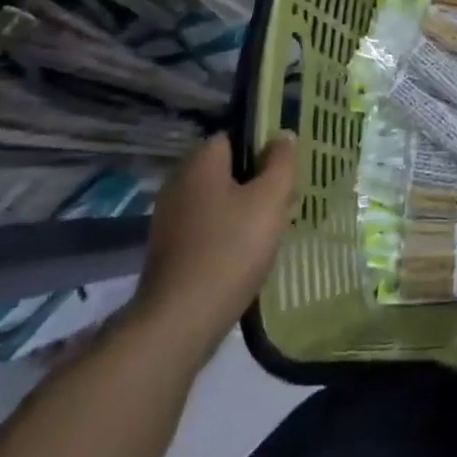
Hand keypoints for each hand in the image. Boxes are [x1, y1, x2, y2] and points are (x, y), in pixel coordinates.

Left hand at [131, 132, 297, 347]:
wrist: (180, 321)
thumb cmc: (231, 249)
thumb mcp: (270, 199)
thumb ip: (281, 162)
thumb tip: (282, 135)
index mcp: (200, 161)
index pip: (236, 136)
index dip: (265, 148)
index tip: (287, 170)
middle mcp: (179, 182)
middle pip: (228, 169)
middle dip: (258, 182)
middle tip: (286, 202)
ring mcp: (170, 218)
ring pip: (219, 200)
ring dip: (245, 210)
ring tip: (273, 231)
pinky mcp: (169, 249)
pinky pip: (207, 227)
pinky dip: (228, 234)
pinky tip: (248, 254)